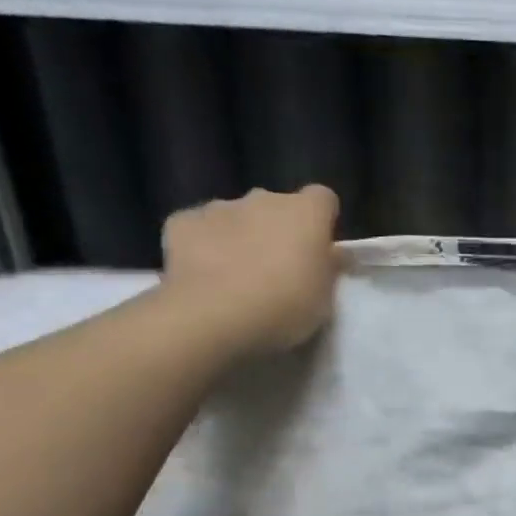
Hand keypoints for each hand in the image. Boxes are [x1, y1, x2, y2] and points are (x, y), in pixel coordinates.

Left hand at [161, 185, 339, 352]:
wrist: (214, 316)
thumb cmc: (284, 307)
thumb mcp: (324, 299)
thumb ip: (328, 269)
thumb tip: (332, 254)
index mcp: (304, 213)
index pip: (323, 199)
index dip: (322, 221)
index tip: (319, 250)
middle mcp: (263, 198)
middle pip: (276, 206)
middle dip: (278, 229)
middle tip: (277, 270)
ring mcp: (219, 207)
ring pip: (236, 216)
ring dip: (241, 237)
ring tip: (237, 278)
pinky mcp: (183, 222)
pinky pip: (199, 229)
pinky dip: (203, 246)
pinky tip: (203, 276)